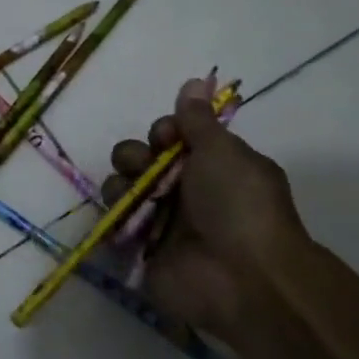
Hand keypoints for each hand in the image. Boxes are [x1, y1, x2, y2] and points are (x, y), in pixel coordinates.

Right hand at [104, 79, 315, 343]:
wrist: (244, 278)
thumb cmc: (238, 205)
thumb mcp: (223, 151)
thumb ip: (198, 119)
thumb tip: (195, 80)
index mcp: (210, 166)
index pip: (170, 138)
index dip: (162, 132)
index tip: (166, 137)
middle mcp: (185, 192)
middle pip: (141, 160)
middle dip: (134, 156)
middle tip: (145, 168)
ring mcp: (162, 223)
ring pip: (123, 189)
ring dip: (121, 185)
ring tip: (134, 199)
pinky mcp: (143, 252)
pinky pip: (115, 227)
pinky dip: (113, 219)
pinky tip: (122, 219)